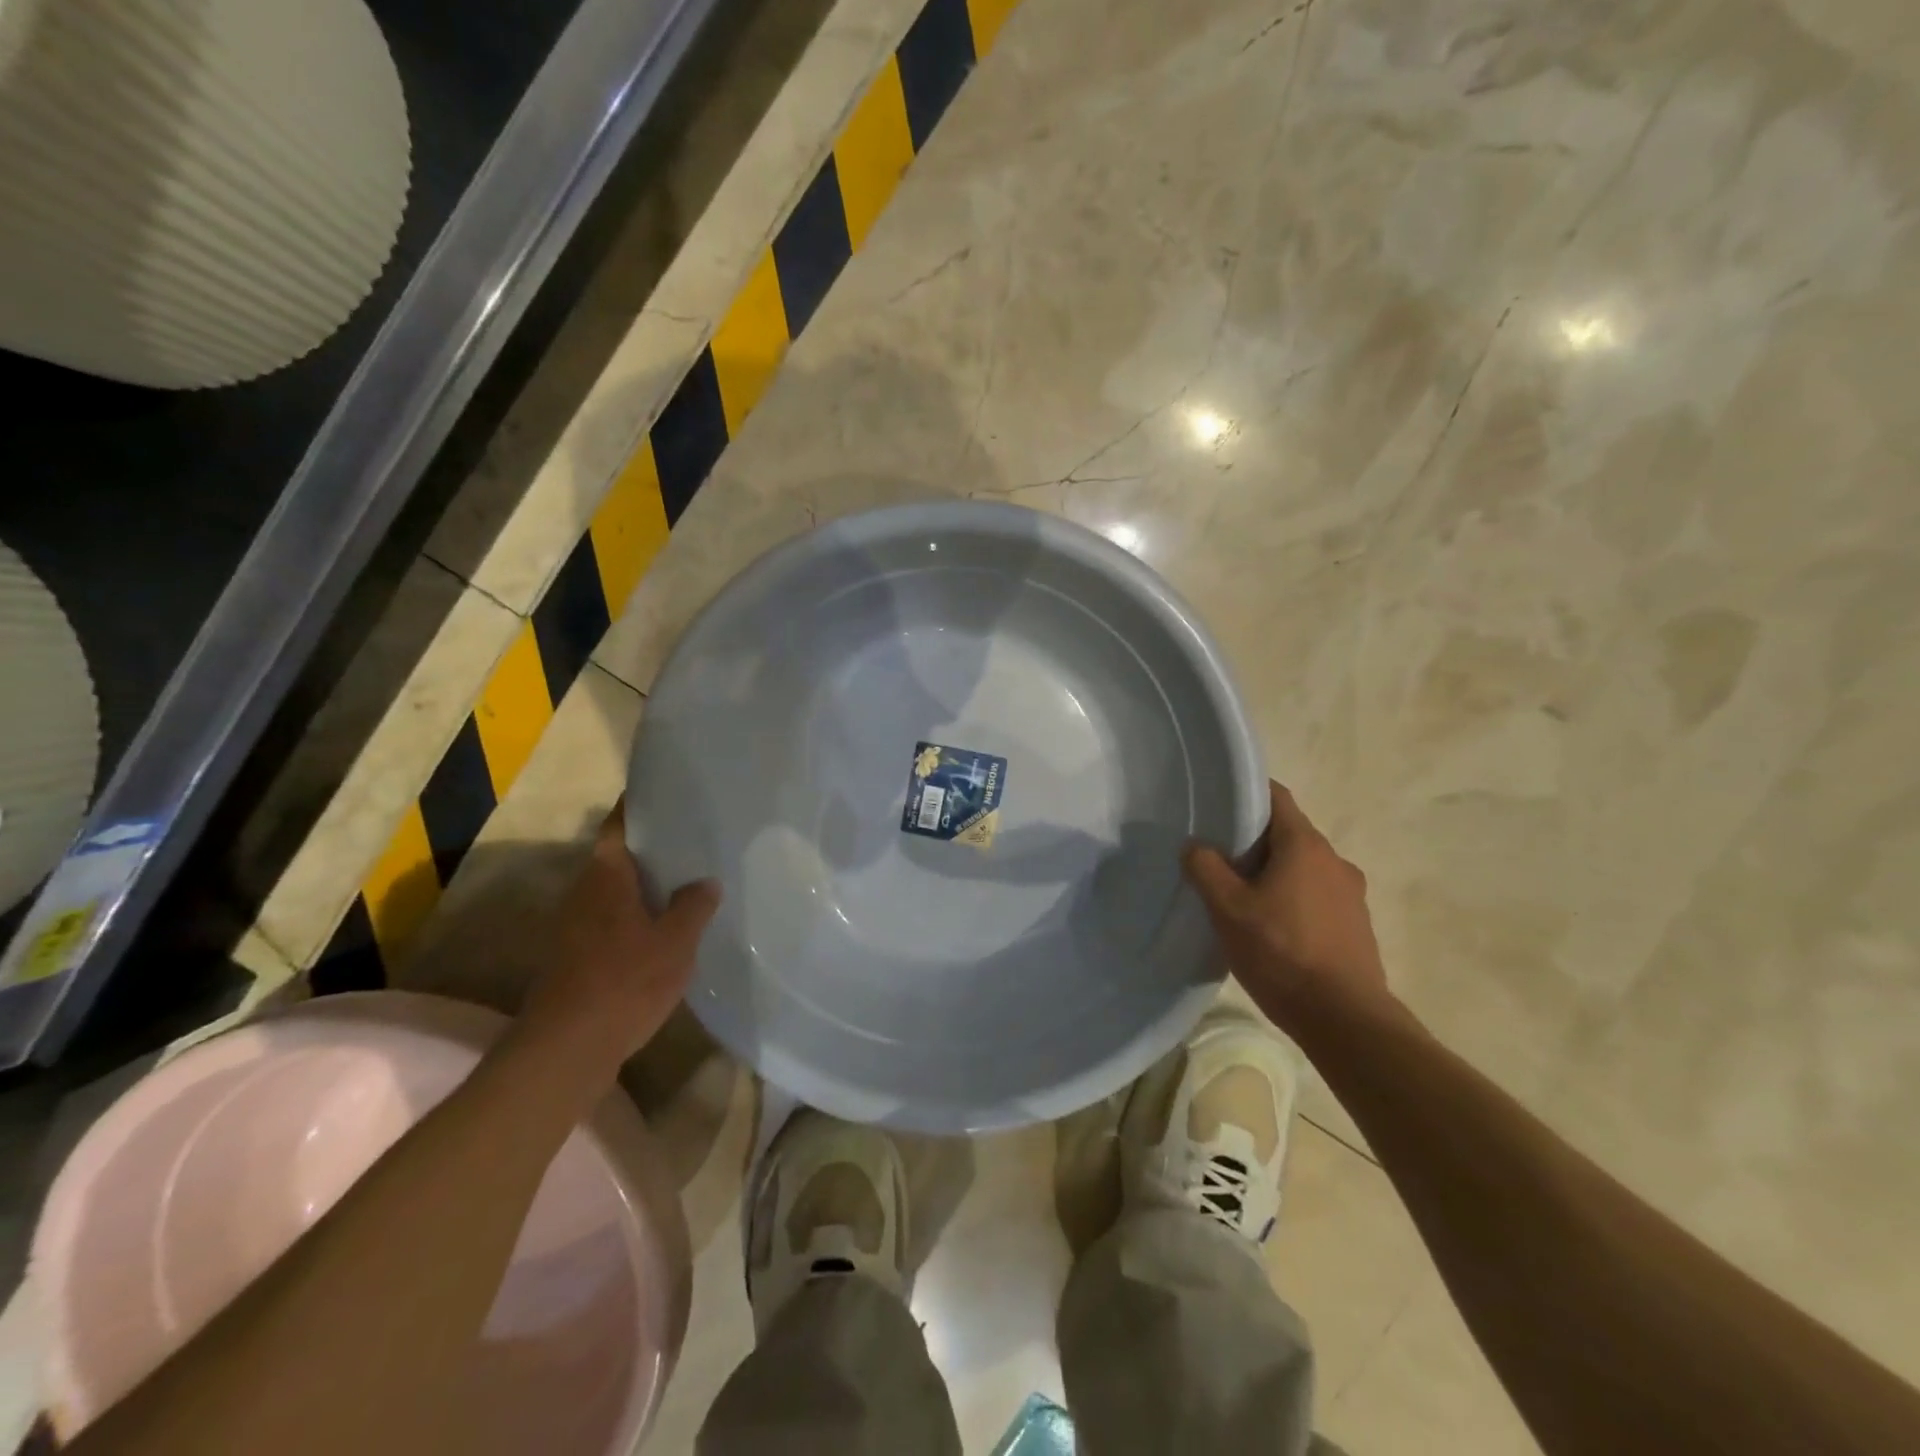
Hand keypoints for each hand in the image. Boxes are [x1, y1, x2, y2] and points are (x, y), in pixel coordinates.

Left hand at [510, 806, 719, 1087]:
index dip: (639, 808)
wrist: (567, 1049)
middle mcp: (582, 893)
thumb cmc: (625, 982)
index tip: (667, 796)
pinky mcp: (574, 957)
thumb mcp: (676, 942)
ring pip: (613, 892)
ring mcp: (573, 927)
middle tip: (691, 843)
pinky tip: (663, 930)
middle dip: (651, 850)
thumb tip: (705, 882)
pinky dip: (635, 917)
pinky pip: (610, 921)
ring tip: (685, 884)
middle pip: (616, 858)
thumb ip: (694, 906)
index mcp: (605, 876)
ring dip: (644, 887)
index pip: (618, 826)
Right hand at [1184, 780, 1390, 1023]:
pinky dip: (1292, 898)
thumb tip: (1195, 846)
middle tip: (1217, 858)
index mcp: (1305, 845)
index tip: (1216, 807)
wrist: (1345, 1020)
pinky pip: (1316, 895)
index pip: (1276, 796)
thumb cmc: (1282, 953)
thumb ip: (1206, 869)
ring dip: (1273, 873)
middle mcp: (1334, 860)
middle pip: (1287, 833)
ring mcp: (1351, 893)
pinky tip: (1271, 928)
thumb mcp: (1228, 909)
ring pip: (1302, 866)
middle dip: (1252, 841)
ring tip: (1241, 897)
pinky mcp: (1356, 924)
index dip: (1245, 795)